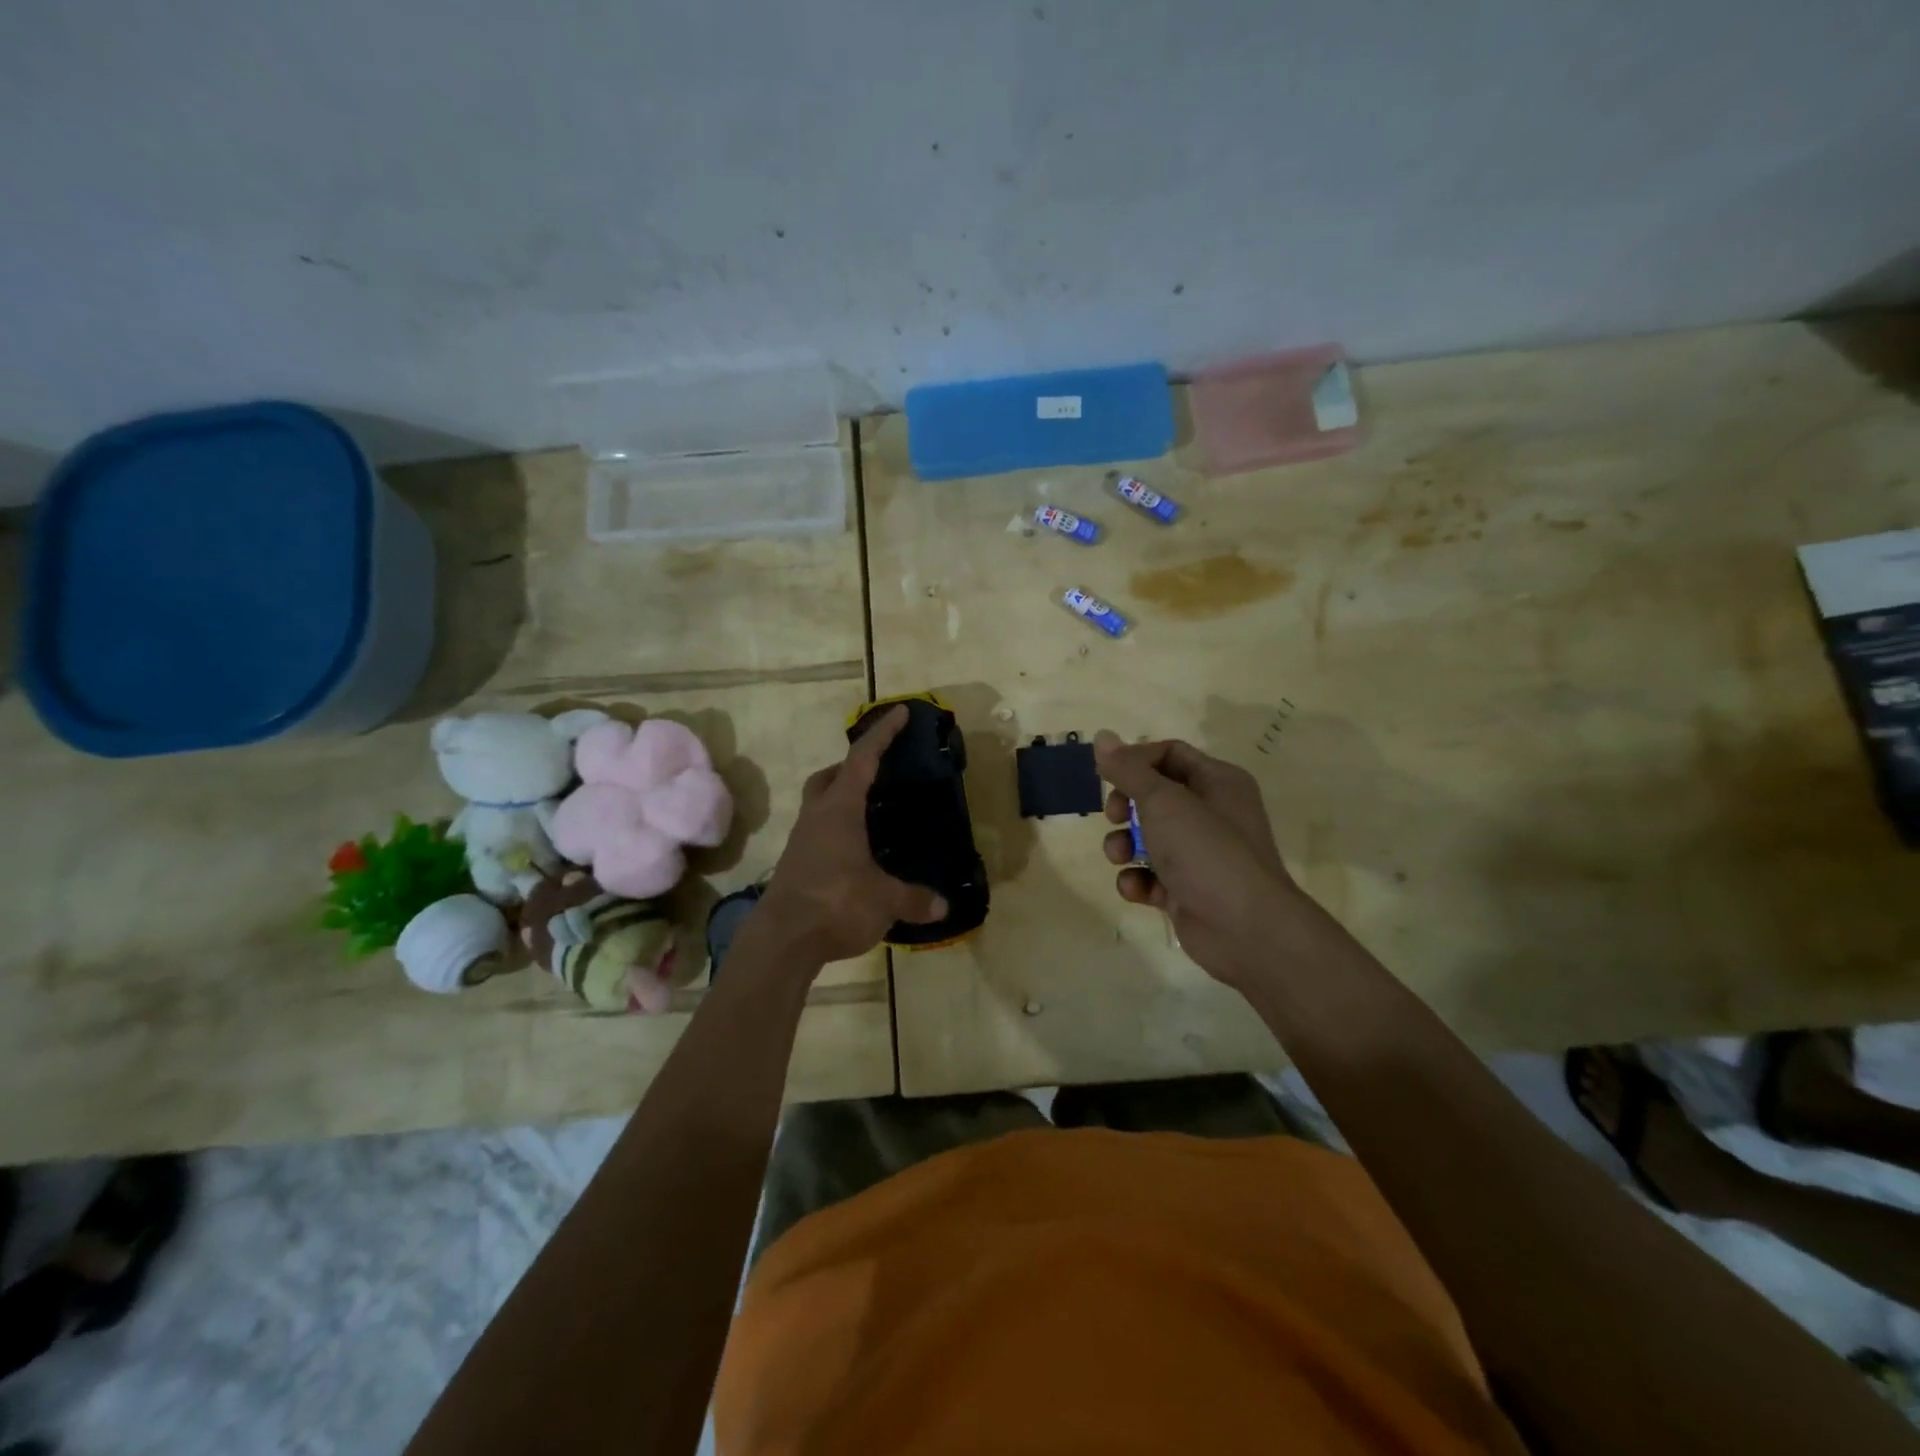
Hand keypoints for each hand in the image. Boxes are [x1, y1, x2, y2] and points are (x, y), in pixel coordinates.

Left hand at [757, 706, 947, 964]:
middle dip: (850, 767)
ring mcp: (801, 842)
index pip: (863, 759)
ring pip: (819, 806)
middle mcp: (816, 817)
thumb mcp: (884, 900)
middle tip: (875, 772)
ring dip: (841, 801)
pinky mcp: (795, 866)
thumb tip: (943, 906)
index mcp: (840, 809)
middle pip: (828, 778)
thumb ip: (914, 899)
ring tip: (871, 815)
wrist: (781, 941)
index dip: (883, 734)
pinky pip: (817, 835)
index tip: (900, 713)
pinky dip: (836, 832)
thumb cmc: (835, 903)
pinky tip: (855, 854)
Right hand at [1093, 732, 1302, 985]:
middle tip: (1113, 815)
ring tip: (1119, 856)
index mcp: (1217, 782)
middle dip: (1125, 805)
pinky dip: (1138, 880)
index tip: (1107, 776)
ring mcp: (1200, 854)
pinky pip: (1151, 875)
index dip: (1135, 760)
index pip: (1169, 754)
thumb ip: (1128, 770)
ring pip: (1148, 837)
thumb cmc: (1207, 852)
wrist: (1247, 930)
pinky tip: (1137, 889)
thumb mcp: (1163, 802)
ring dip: (1123, 844)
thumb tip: (1102, 736)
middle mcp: (1211, 813)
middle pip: (1154, 795)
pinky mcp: (1187, 890)